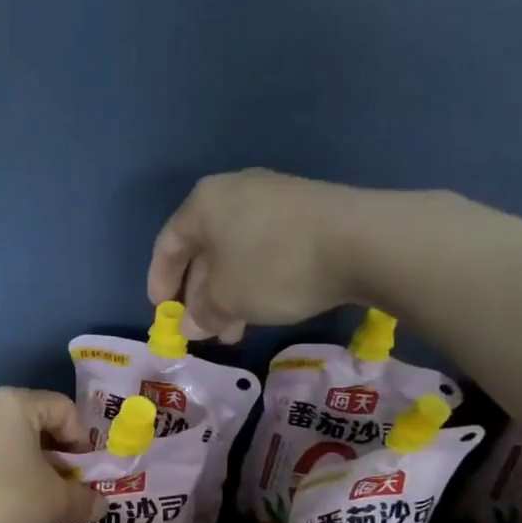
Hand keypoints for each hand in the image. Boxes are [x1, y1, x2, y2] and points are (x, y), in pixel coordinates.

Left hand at [0, 388, 102, 522]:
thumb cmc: (1, 503)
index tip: (87, 477)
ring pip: (10, 447)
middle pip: (36, 426)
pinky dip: (5, 481)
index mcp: (13, 403)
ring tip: (42, 508)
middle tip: (70, 494)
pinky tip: (9, 513)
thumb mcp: (53, 502)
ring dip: (32, 474)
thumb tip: (99, 505)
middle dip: (58, 461)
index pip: (64, 409)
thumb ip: (82, 499)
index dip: (84, 442)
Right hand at [147, 169, 371, 343]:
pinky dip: (255, 279)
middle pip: (203, 249)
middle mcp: (234, 192)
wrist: (361, 241)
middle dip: (199, 295)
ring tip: (234, 330)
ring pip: (235, 252)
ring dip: (228, 294)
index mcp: (203, 204)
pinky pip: (264, 248)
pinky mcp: (304, 210)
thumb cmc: (274, 267)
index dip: (160, 282)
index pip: (168, 245)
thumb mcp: (227, 299)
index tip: (163, 314)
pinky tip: (263, 307)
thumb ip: (201, 313)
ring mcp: (272, 198)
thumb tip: (191, 324)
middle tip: (203, 330)